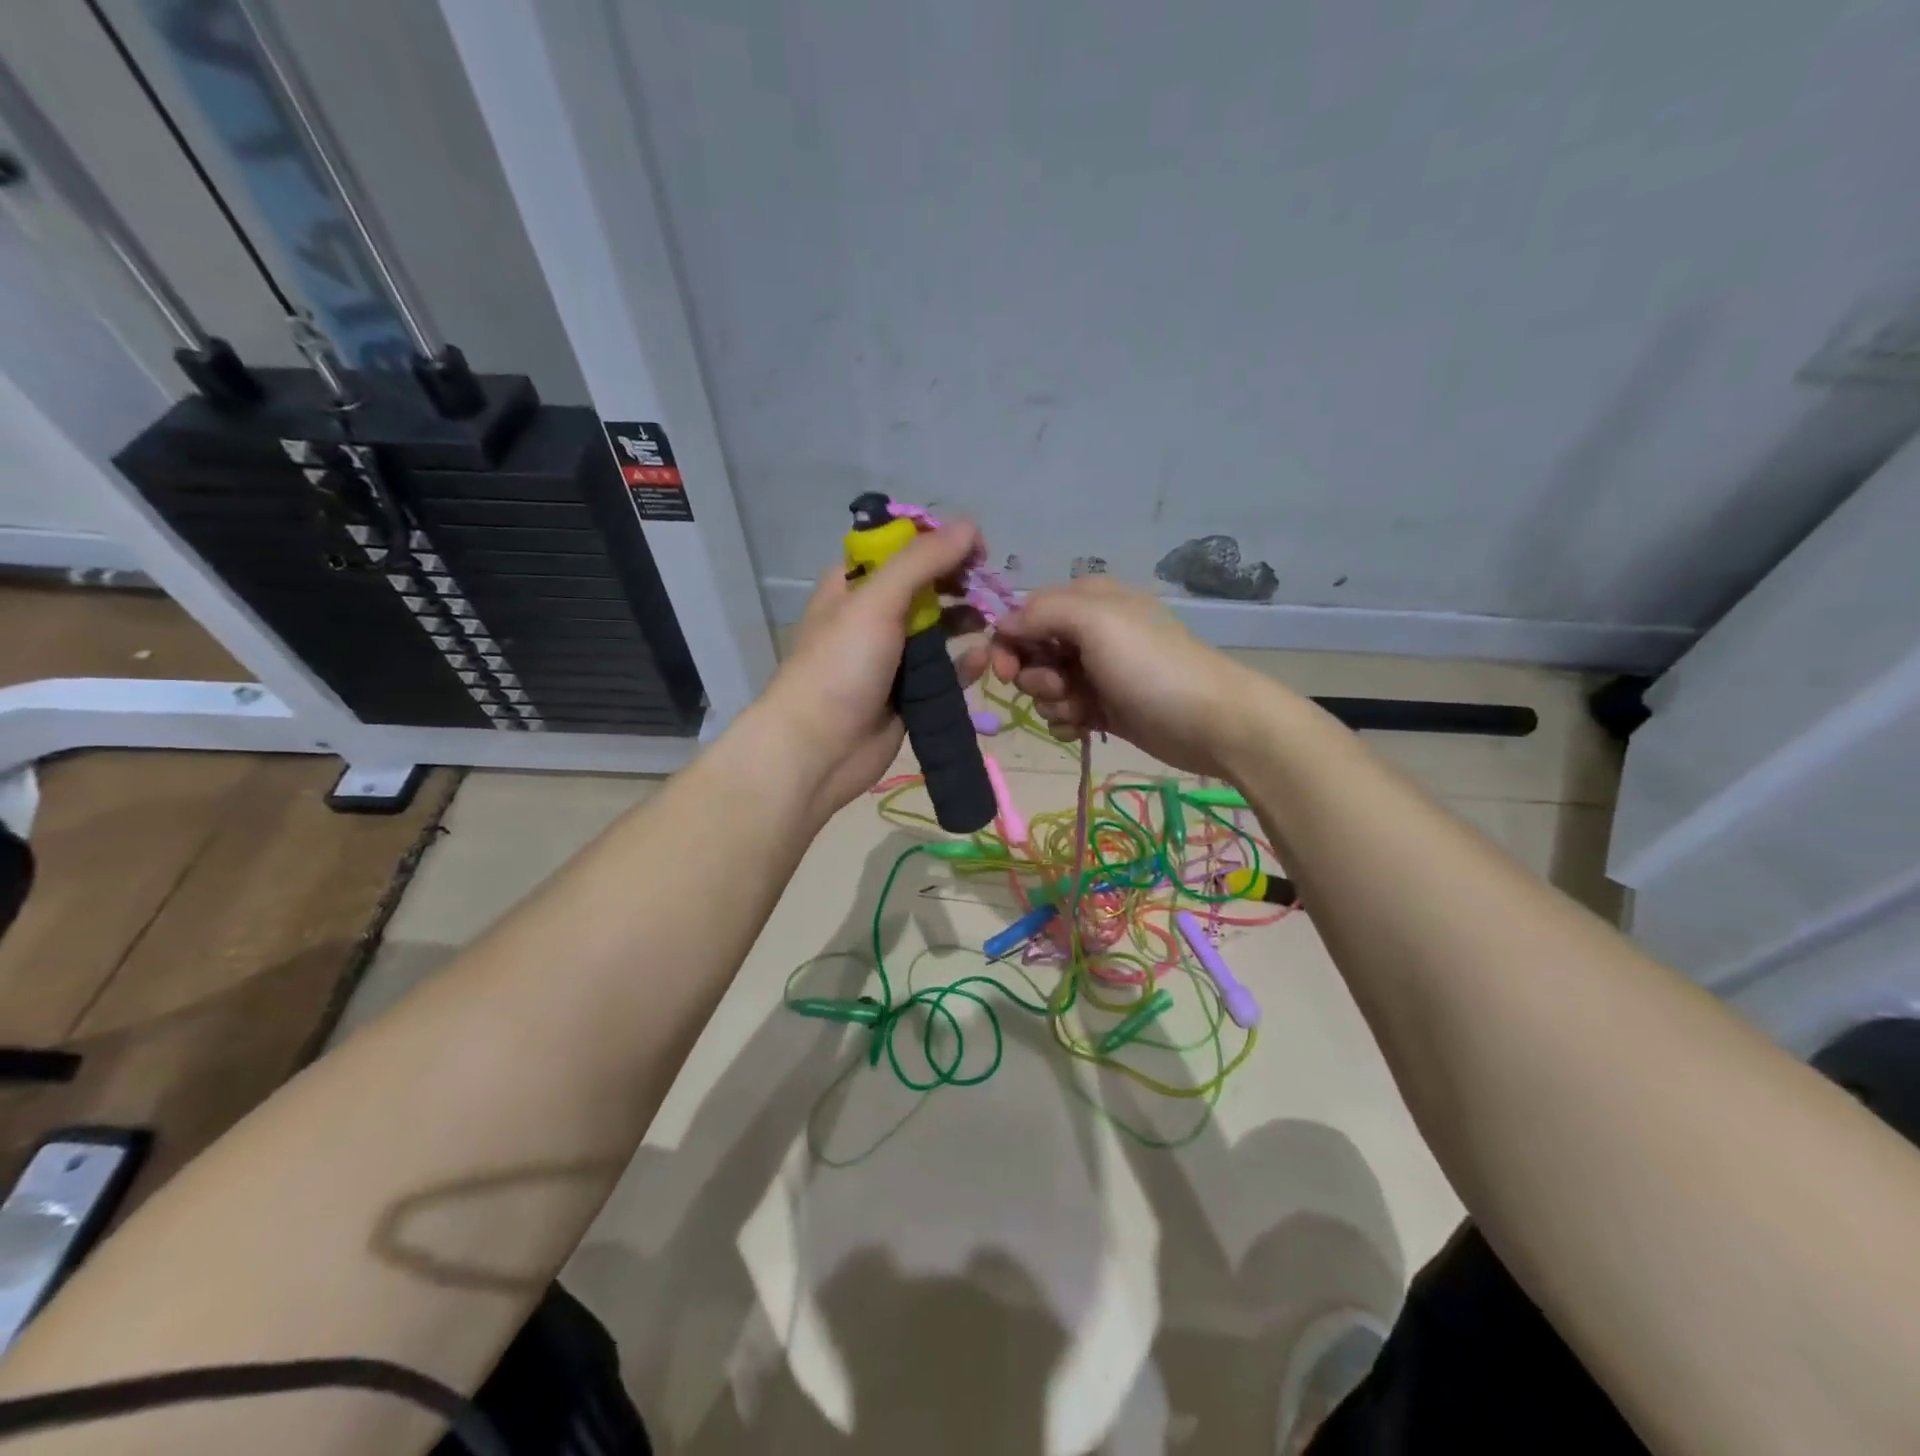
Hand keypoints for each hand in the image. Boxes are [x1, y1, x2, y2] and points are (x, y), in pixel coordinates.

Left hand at [768, 520, 988, 816]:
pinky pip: (946, 671)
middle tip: (989, 588)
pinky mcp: (910, 693)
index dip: (939, 542)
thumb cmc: (840, 666)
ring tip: (994, 622)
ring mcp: (893, 656)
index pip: (902, 548)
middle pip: (927, 587)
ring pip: (940, 629)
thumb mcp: (876, 601)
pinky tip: (982, 659)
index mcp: (855, 584)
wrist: (818, 749)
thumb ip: (922, 560)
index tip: (976, 548)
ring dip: (967, 622)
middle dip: (959, 584)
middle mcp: (874, 615)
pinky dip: (965, 664)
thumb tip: (969, 524)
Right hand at [990, 576, 1270, 776]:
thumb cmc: (1150, 666)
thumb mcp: (1096, 622)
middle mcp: (1088, 633)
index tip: (1007, 670)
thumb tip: (1002, 623)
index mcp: (1087, 601)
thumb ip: (1042, 612)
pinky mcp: (1103, 708)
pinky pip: (1063, 714)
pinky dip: (1067, 722)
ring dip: (1054, 702)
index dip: (1010, 642)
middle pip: (1031, 653)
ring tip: (1084, 709)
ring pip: (1044, 688)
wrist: (1208, 722)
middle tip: (1061, 686)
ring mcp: (1096, 672)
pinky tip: (1086, 727)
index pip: (1025, 614)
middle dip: (1036, 676)